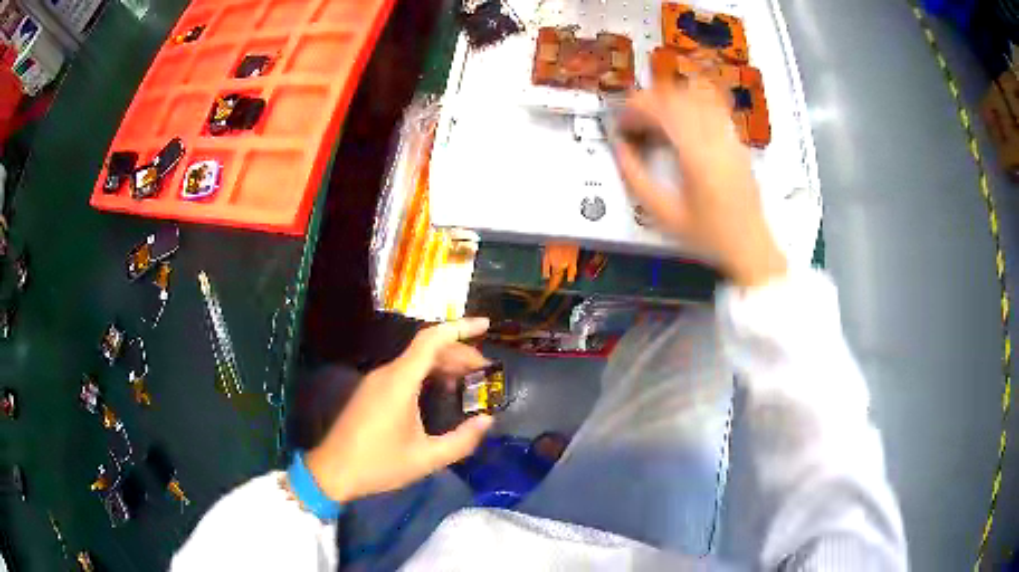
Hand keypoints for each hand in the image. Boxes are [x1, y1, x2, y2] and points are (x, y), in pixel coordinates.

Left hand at [305, 318, 494, 502]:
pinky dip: (428, 373)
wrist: (333, 471)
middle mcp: (387, 374)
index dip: (461, 327)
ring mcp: (376, 381)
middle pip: (426, 348)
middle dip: (458, 352)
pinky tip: (440, 392)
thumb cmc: (379, 464)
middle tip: (484, 370)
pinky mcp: (371, 391)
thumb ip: (462, 440)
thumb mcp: (427, 458)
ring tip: (468, 380)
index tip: (486, 325)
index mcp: (399, 382)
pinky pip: (404, 371)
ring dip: (443, 363)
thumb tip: (487, 420)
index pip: (432, 340)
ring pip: (415, 360)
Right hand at [614, 78, 786, 286]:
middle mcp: (716, 138)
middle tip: (634, 117)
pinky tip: (683, 117)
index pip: (663, 110)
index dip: (637, 106)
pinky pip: (715, 106)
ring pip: (698, 95)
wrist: (750, 247)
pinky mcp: (737, 141)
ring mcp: (730, 137)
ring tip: (656, 114)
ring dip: (671, 97)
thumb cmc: (707, 235)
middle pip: (679, 96)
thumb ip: (636, 179)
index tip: (621, 118)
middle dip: (650, 99)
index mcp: (697, 156)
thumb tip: (619, 147)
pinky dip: (694, 102)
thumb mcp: (665, 215)